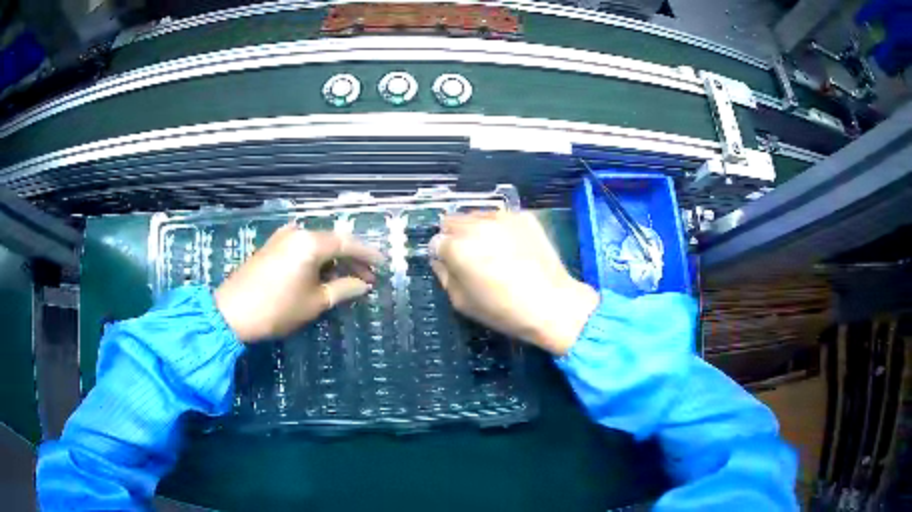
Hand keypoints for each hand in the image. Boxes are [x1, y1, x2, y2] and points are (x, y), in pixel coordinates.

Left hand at [214, 223, 383, 342]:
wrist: (232, 312)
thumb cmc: (278, 309)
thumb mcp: (315, 302)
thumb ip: (343, 289)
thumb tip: (363, 285)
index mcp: (310, 243)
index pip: (347, 244)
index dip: (367, 255)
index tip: (383, 265)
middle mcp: (297, 232)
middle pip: (332, 241)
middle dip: (351, 259)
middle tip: (367, 278)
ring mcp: (281, 237)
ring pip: (316, 243)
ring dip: (333, 259)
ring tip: (347, 278)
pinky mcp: (271, 246)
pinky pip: (301, 246)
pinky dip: (316, 258)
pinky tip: (321, 273)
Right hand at [430, 212, 598, 355]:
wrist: (551, 303)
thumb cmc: (502, 310)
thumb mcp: (462, 302)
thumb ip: (444, 276)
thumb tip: (440, 260)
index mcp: (456, 247)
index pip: (436, 241)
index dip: (442, 256)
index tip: (453, 267)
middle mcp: (476, 225)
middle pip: (452, 221)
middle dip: (455, 237)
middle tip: (470, 257)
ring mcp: (502, 217)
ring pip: (476, 215)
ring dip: (476, 229)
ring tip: (492, 250)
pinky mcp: (524, 216)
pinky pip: (501, 217)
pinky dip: (499, 228)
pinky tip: (512, 246)